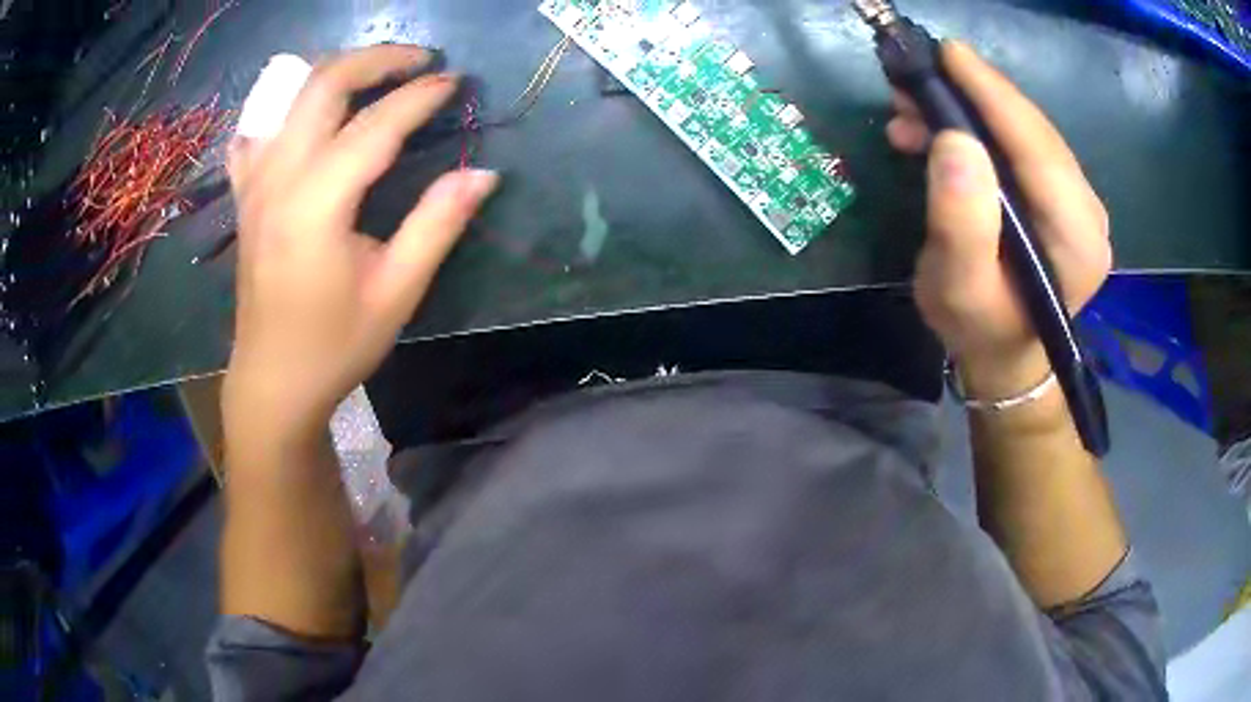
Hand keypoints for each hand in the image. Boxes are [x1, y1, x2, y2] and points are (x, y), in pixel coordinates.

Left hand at [223, 46, 497, 440]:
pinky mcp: (245, 195)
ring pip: (287, 95)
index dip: (420, 97)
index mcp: (316, 205)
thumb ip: (437, 225)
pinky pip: (256, 129)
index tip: (455, 83)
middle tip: (419, 60)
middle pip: (322, 85)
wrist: (273, 380)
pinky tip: (306, 108)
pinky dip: (283, 104)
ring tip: (373, 72)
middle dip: (376, 59)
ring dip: (334, 70)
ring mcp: (254, 183)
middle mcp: (278, 179)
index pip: (375, 126)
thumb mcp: (396, 293)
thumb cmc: (335, 344)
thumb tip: (483, 173)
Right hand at [887, 42, 1110, 397]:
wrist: (1005, 354)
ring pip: (1025, 132)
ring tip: (913, 109)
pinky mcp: (1063, 196)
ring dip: (971, 110)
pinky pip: (1023, 145)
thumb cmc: (980, 330)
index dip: (993, 95)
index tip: (947, 53)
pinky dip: (981, 128)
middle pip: (1033, 132)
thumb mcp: (958, 288)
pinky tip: (943, 131)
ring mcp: (1079, 202)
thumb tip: (954, 140)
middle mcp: (1089, 212)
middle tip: (913, 79)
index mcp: (1077, 239)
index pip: (1036, 148)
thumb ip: (961, 222)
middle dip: (974, 96)